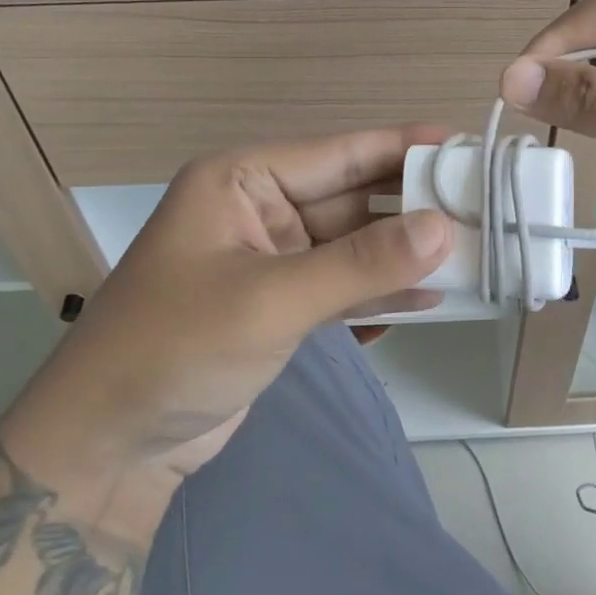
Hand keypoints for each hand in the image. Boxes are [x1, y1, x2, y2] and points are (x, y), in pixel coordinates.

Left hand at [0, 127, 453, 499]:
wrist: (107, 446)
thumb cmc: (176, 349)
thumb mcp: (271, 300)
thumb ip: (360, 264)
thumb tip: (445, 229)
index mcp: (242, 180)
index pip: (340, 153)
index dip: (405, 148)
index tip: (468, 148)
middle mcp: (259, 209)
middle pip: (352, 198)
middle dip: (414, 208)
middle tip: (488, 210)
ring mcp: (271, 259)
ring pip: (352, 245)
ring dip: (403, 253)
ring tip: (474, 254)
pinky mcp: (278, 305)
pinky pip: (341, 284)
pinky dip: (379, 291)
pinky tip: (432, 298)